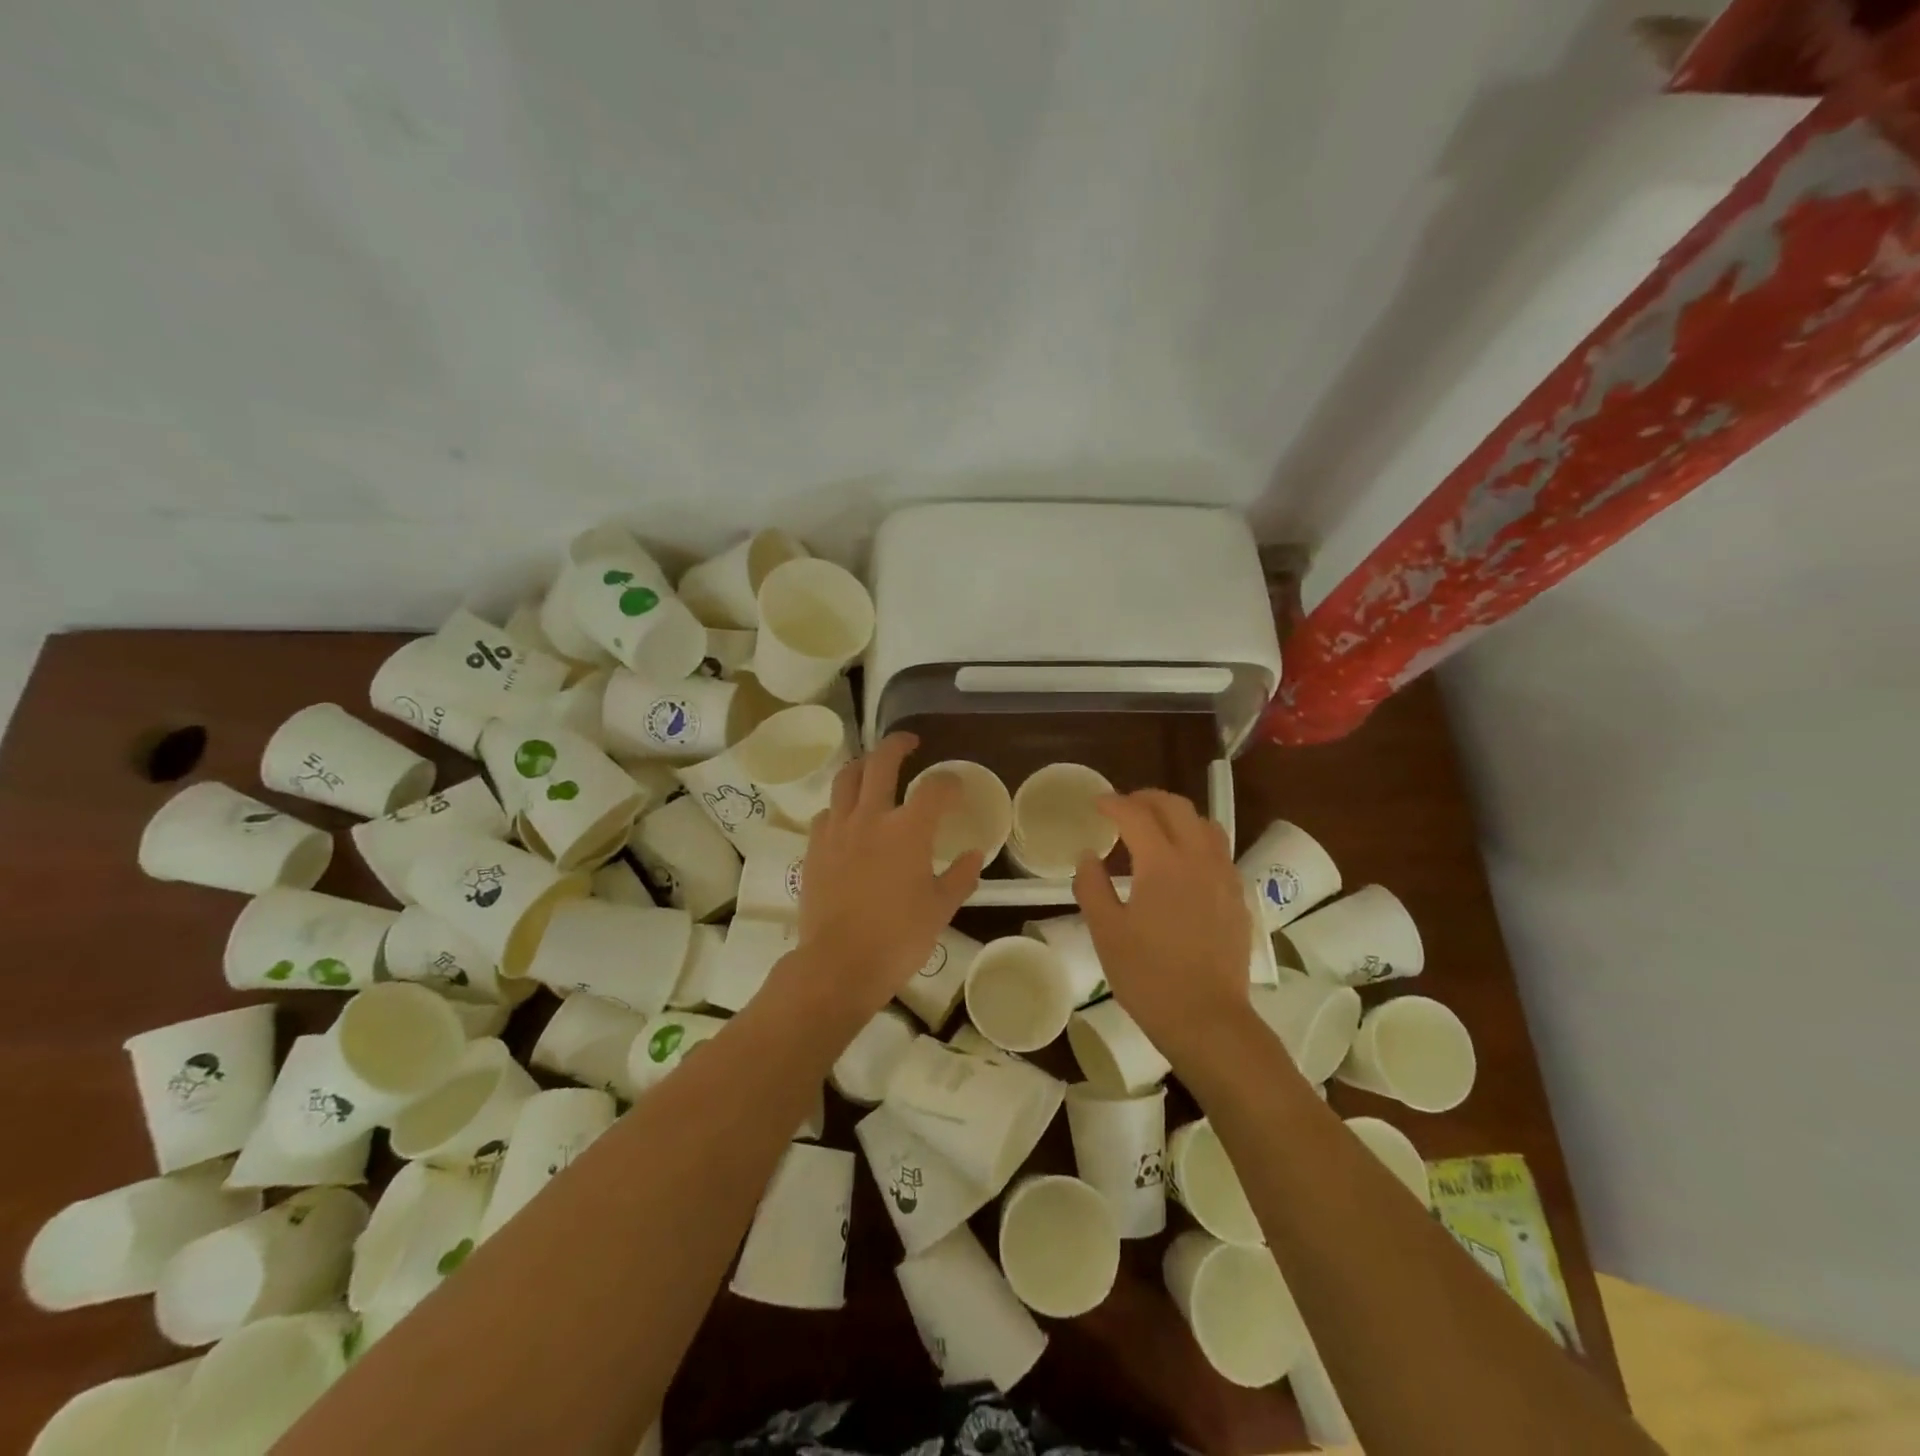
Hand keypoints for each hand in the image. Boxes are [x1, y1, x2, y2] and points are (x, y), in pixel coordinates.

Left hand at [792, 733, 982, 1017]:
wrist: (839, 964)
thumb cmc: (898, 938)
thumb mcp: (940, 908)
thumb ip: (960, 876)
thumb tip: (974, 855)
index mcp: (908, 830)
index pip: (935, 788)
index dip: (949, 783)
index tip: (956, 788)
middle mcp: (871, 817)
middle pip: (881, 762)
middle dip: (898, 745)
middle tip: (909, 742)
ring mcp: (838, 829)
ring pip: (846, 779)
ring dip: (862, 765)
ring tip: (872, 767)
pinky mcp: (815, 847)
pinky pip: (826, 812)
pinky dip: (840, 806)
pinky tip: (847, 818)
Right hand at [1073, 790, 1251, 1058]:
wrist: (1207, 1020)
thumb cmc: (1148, 977)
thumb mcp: (1106, 932)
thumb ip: (1092, 886)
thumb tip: (1088, 856)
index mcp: (1162, 862)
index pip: (1135, 814)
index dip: (1113, 803)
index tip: (1096, 804)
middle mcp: (1198, 858)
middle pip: (1176, 807)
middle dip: (1147, 799)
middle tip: (1123, 808)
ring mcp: (1224, 877)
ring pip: (1204, 824)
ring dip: (1176, 816)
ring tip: (1154, 829)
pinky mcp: (1238, 897)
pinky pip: (1218, 851)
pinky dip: (1196, 840)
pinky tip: (1182, 864)